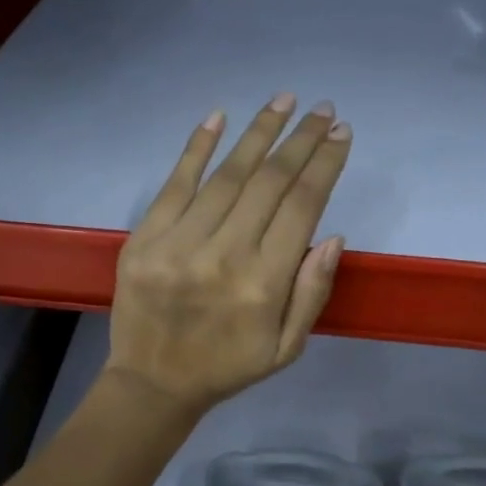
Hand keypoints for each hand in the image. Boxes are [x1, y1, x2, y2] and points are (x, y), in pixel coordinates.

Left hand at [102, 94, 350, 418]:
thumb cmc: (229, 366)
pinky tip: (218, 117)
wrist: (153, 384)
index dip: (324, 165)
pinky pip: (174, 184)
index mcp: (264, 285)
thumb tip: (333, 235)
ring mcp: (178, 244)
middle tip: (321, 110)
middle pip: (269, 182)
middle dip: (300, 140)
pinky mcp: (145, 239)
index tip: (340, 134)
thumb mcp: (287, 347)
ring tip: (282, 101)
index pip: (301, 207)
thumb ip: (312, 292)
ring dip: (258, 133)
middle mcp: (223, 256)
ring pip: (226, 175)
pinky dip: (196, 148)